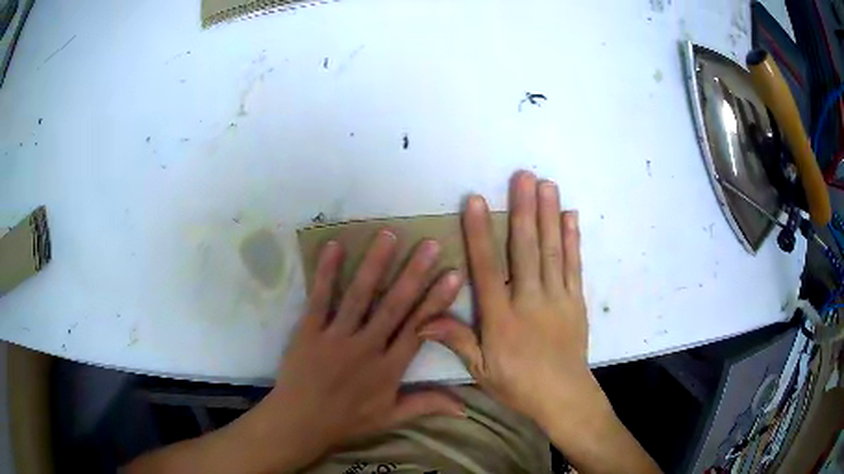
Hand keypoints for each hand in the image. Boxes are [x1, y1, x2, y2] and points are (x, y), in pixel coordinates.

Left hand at [258, 231, 464, 468]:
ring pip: (360, 296)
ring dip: (375, 264)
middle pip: (394, 306)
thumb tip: (466, 407)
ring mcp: (336, 337)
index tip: (453, 275)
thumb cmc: (347, 421)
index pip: (419, 329)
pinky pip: (320, 298)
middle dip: (414, 273)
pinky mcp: (309, 331)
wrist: (300, 422)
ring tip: (388, 235)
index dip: (437, 301)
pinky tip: (334, 246)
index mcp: (389, 368)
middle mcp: (367, 347)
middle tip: (430, 244)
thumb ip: (427, 405)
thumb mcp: (391, 418)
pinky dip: (327, 272)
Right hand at [419, 171, 604, 433]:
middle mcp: (530, 301)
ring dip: (549, 215)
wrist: (564, 396)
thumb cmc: (518, 384)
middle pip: (526, 249)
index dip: (479, 233)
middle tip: (523, 176)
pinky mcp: (576, 301)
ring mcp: (558, 298)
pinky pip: (574, 265)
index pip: (487, 268)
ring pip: (552, 251)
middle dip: (523, 209)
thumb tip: (422, 319)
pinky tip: (570, 216)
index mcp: (502, 318)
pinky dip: (573, 239)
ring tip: (547, 185)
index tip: (476, 201)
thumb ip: (456, 340)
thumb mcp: (481, 369)